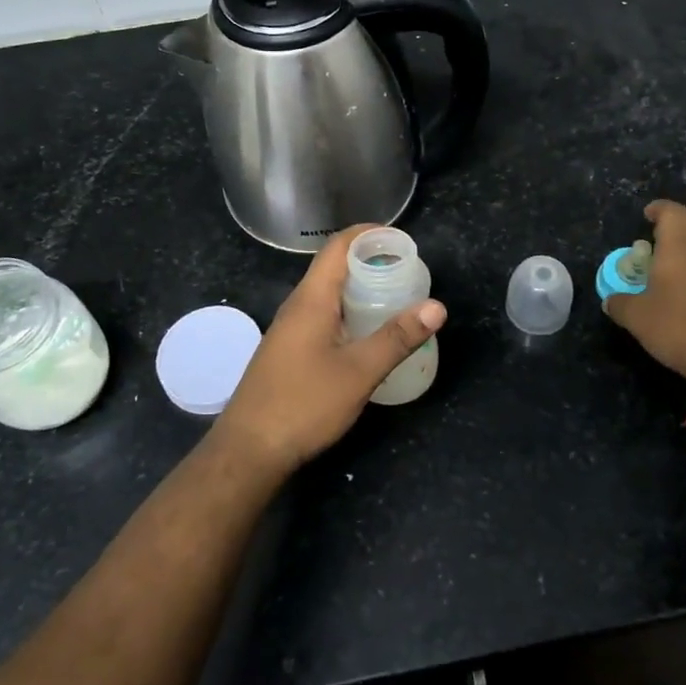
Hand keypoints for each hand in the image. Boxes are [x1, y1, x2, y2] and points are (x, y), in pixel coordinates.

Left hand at [213, 226, 445, 476]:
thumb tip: (436, 306)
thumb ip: (397, 337)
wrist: (249, 450)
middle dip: (370, 262)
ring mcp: (289, 330)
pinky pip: (322, 317)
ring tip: (394, 300)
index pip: (338, 247)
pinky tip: (366, 336)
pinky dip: (348, 313)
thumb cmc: (304, 404)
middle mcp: (296, 307)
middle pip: (333, 268)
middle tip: (407, 272)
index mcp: (311, 300)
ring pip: (327, 295)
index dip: (368, 235)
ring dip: (359, 290)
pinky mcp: (288, 352)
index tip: (401, 239)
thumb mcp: (359, 372)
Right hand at [602, 200, 685, 375]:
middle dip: (681, 221)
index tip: (648, 214)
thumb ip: (620, 304)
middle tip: (663, 234)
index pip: (672, 212)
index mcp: (679, 245)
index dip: (659, 209)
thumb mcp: (636, 318)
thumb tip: (610, 301)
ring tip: (684, 254)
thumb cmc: (677, 326)